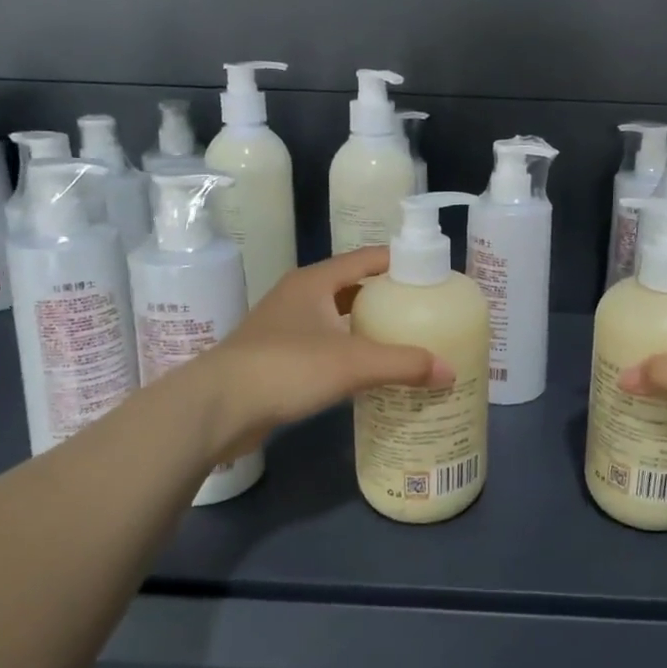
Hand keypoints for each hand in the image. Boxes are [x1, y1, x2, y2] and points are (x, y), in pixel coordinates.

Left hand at [195, 248, 452, 462]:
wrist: (216, 408)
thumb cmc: (286, 368)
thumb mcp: (352, 363)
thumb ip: (404, 364)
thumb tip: (450, 370)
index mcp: (315, 281)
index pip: (367, 258)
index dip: (400, 262)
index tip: (432, 274)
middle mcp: (299, 296)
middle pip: (353, 288)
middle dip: (387, 298)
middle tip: (423, 312)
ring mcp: (284, 328)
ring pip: (337, 319)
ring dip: (366, 327)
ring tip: (404, 340)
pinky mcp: (277, 358)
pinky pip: (324, 346)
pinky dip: (348, 353)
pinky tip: (368, 372)